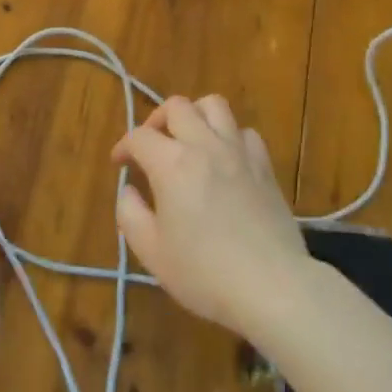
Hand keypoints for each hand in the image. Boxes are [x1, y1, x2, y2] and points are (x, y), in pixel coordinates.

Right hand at [110, 95, 308, 336]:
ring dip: (195, 115)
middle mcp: (205, 146)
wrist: (272, 286)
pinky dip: (229, 136)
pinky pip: (245, 131)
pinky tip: (225, 159)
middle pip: (177, 106)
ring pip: (214, 105)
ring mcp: (239, 152)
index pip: (139, 136)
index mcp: (172, 164)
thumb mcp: (151, 252)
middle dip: (157, 120)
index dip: (124, 146)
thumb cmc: (204, 273)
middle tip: (152, 146)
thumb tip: (129, 191)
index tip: (120, 164)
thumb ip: (130, 215)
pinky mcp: (265, 165)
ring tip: (188, 140)